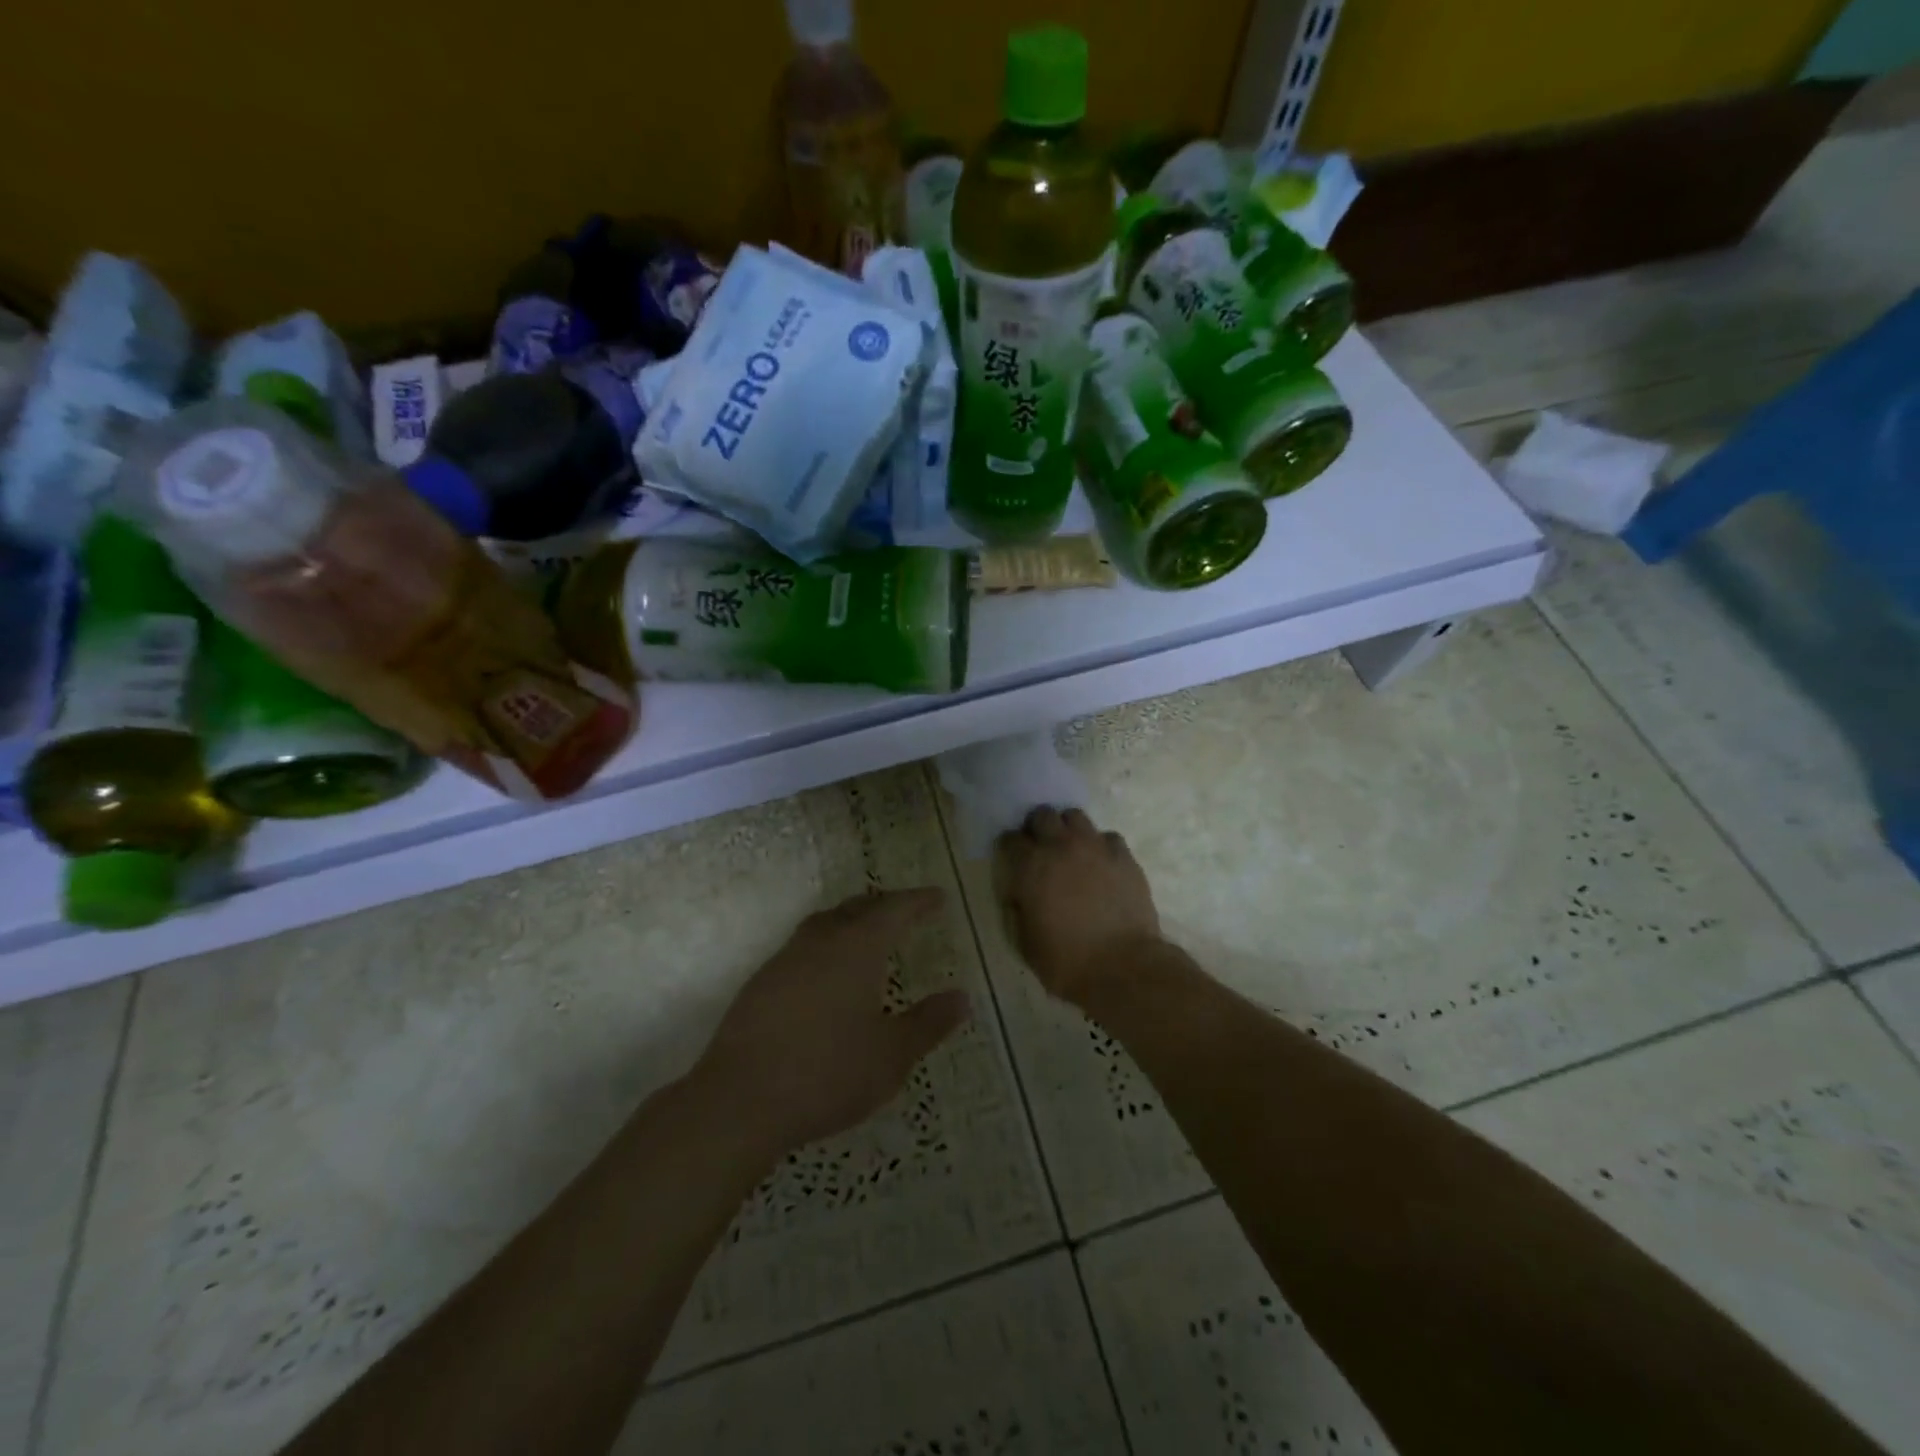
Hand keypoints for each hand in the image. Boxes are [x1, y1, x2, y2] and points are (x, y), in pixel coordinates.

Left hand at [694, 888, 971, 1155]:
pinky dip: (826, 945)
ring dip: (851, 920)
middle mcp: (820, 942)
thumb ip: (928, 1023)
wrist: (740, 1100)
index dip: (918, 902)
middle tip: (907, 910)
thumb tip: (962, 997)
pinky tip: (827, 974)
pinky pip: (802, 948)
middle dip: (885, 905)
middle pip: (856, 908)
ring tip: (868, 933)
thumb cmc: (827, 1073)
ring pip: (824, 923)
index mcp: (856, 948)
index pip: (894, 910)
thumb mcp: (891, 1055)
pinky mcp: (761, 984)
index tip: (938, 898)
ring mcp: (785, 960)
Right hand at [997, 807, 1164, 1005]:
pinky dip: (1101, 846)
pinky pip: (1108, 837)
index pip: (1010, 839)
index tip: (1013, 859)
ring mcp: (1094, 847)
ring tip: (1072, 850)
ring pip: (1075, 816)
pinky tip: (1102, 864)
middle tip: (1042, 848)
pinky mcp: (1123, 856)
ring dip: (1068, 829)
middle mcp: (1060, 847)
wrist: (1122, 966)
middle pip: (1042, 815)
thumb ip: (1018, 909)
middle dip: (1038, 827)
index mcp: (1029, 867)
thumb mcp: (1025, 942)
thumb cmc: (1066, 961)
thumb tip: (1020, 895)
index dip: (1010, 847)